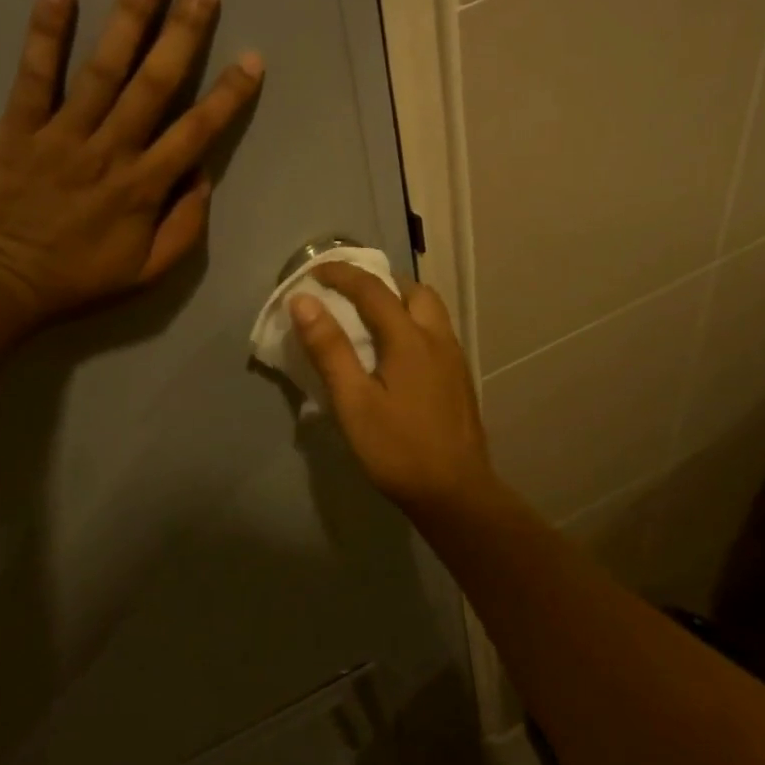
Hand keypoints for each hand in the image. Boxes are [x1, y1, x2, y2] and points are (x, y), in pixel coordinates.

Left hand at [0, 0, 262, 324]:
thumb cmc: (76, 279)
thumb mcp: (146, 273)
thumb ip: (184, 228)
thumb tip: (202, 178)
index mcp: (146, 187)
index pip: (197, 132)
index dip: (228, 95)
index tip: (252, 58)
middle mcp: (112, 151)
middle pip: (155, 83)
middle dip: (184, 31)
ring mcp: (63, 135)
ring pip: (103, 69)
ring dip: (129, 16)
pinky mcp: (18, 127)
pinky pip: (34, 75)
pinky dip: (46, 32)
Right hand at [289, 262, 503, 518]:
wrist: (455, 492)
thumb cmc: (397, 449)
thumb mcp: (353, 402)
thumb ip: (329, 349)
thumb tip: (304, 302)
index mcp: (410, 339)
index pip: (372, 289)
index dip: (341, 274)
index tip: (314, 272)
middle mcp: (438, 338)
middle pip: (413, 290)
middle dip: (379, 282)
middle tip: (349, 295)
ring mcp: (454, 359)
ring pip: (430, 311)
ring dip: (400, 302)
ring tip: (371, 320)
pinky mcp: (460, 379)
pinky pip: (436, 332)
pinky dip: (413, 324)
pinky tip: (397, 355)